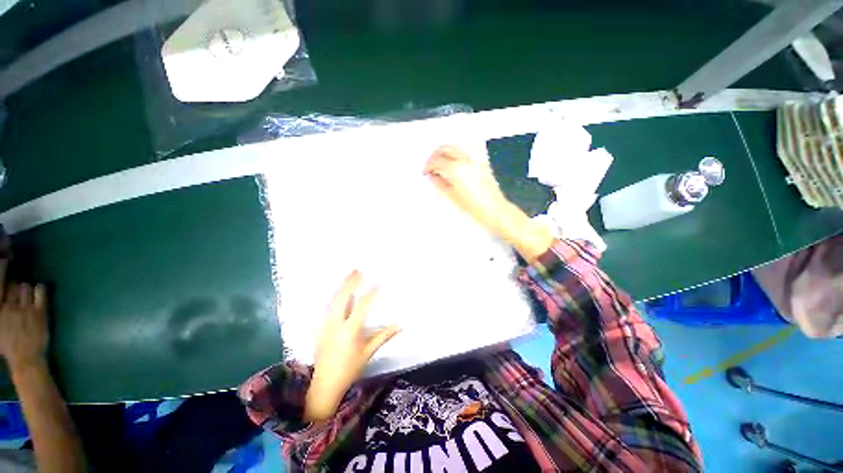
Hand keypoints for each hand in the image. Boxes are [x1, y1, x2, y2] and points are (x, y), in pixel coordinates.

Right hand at [0, 283, 47, 371]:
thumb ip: (0, 314)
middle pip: (12, 286)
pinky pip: (41, 292)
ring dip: (26, 289)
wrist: (26, 358)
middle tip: (17, 293)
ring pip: (25, 288)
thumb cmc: (8, 346)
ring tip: (26, 293)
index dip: (4, 284)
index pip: (1, 287)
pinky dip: (40, 288)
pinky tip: (39, 290)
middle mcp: (9, 307)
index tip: (6, 285)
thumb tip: (2, 304)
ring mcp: (25, 309)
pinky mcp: (39, 311)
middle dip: (15, 288)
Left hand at [305, 271, 399, 421]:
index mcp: (349, 331)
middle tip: (358, 270)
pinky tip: (341, 291)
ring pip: (333, 300)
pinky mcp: (320, 327)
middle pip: (343, 298)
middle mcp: (335, 324)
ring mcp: (325, 325)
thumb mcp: (368, 352)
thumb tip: (401, 325)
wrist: (325, 384)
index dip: (371, 293)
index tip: (378, 284)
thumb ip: (384, 336)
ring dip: (342, 286)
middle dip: (351, 283)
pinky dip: (336, 296)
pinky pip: (329, 306)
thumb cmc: (350, 368)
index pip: (362, 306)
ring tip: (350, 275)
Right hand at [424, 145, 518, 238]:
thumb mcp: (451, 197)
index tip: (425, 172)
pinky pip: (464, 150)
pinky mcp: (481, 161)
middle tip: (430, 167)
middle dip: (434, 155)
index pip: (436, 160)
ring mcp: (475, 158)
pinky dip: (455, 153)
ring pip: (454, 147)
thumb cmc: (473, 207)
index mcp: (455, 168)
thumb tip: (432, 176)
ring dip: (444, 152)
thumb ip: (439, 184)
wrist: (494, 210)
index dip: (428, 166)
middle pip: (444, 148)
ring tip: (440, 164)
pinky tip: (453, 162)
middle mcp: (465, 158)